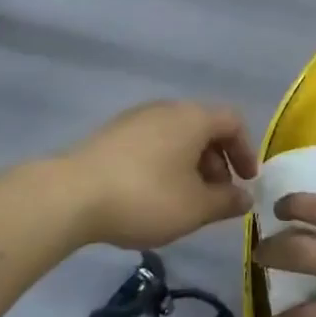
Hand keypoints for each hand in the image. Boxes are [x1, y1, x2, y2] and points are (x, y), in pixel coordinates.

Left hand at [61, 101, 258, 248]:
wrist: (70, 196)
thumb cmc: (145, 197)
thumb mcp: (195, 208)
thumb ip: (226, 201)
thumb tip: (245, 197)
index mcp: (193, 117)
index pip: (233, 122)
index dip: (245, 150)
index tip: (245, 181)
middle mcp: (167, 109)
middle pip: (204, 127)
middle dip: (217, 162)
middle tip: (216, 196)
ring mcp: (135, 119)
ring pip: (176, 136)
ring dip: (190, 165)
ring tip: (184, 200)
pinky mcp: (111, 135)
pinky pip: (152, 143)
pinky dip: (164, 164)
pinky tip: (152, 195)